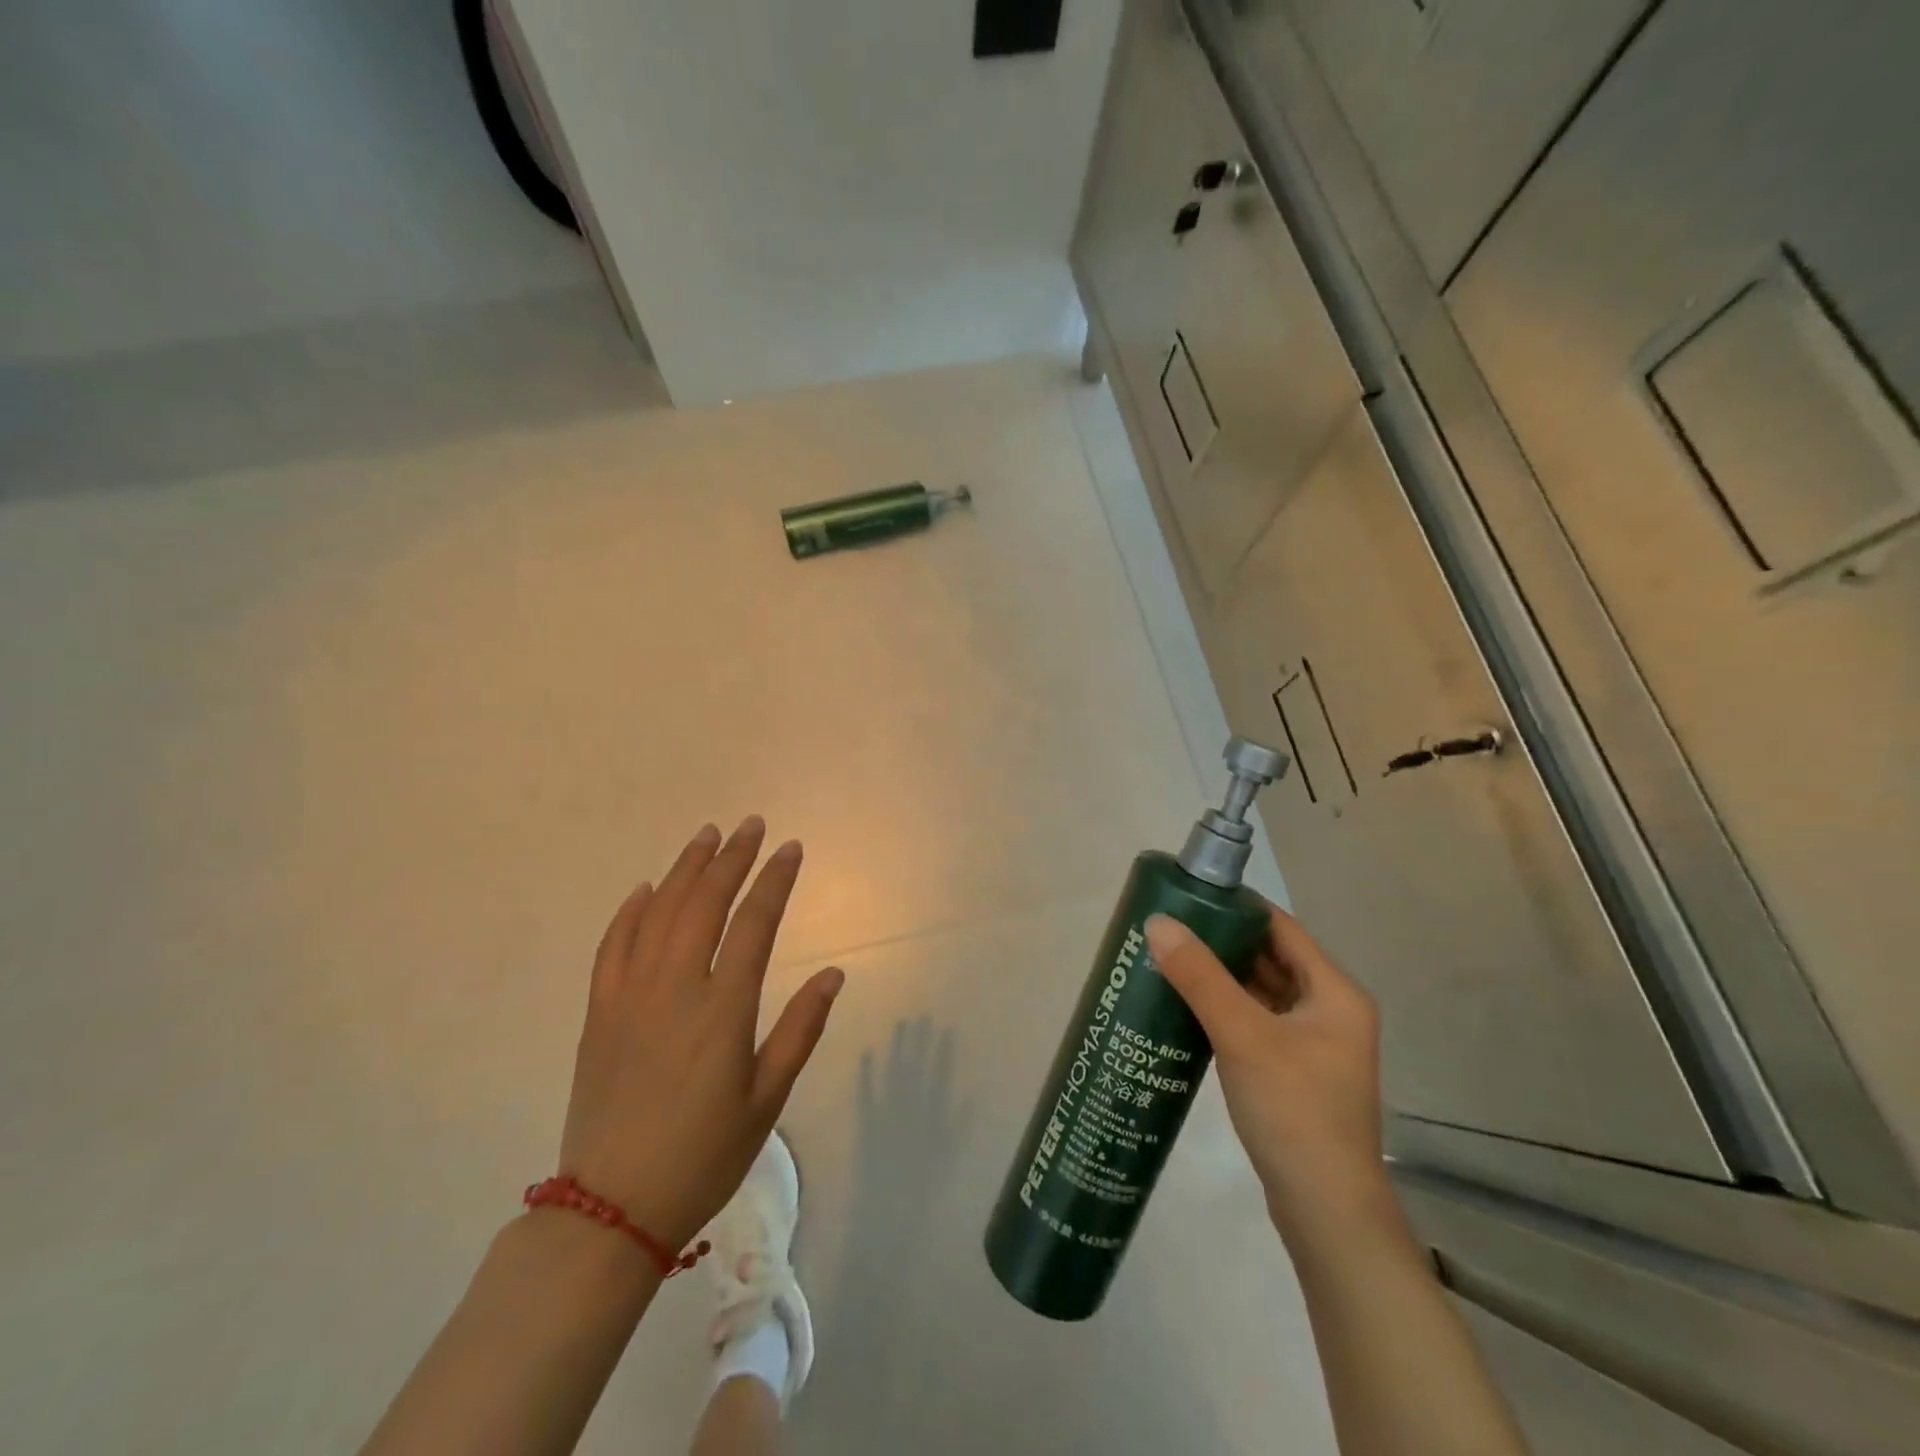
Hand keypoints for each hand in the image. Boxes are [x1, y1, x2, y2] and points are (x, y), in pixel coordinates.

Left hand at [557, 818, 844, 1252]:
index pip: (754, 923)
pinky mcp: (599, 1013)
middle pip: (704, 903)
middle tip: (751, 825)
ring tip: (706, 836)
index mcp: (722, 1009)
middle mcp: (675, 988)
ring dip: (684, 869)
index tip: (791, 847)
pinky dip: (630, 911)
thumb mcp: (766, 1100)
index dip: (775, 880)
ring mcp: (630, 996)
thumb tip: (835, 974)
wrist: (611, 1210)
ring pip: (658, 913)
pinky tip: (646, 888)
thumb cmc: (703, 1155)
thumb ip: (801, 1030)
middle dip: (731, 858)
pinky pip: (612, 946)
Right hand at [1145, 906, 1390, 1242]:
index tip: (1187, 895)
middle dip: (1221, 941)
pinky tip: (1187, 1006)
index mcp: (1335, 992)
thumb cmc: (1295, 1111)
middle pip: (1270, 958)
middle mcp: (1331, 1011)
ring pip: (1261, 991)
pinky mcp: (1294, 1071)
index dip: (1236, 907)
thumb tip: (1157, 923)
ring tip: (1169, 958)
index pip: (1281, 928)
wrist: (1326, 1213)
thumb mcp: (1243, 1036)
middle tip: (1168, 927)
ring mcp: (1314, 1044)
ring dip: (1221, 976)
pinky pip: (1256, 1021)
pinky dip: (1226, 1008)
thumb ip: (1200, 977)